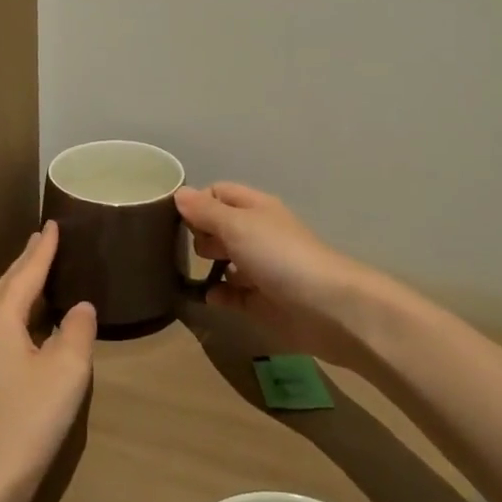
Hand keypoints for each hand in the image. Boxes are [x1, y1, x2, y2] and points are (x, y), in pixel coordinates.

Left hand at [0, 222, 95, 501]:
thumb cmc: (24, 423)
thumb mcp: (65, 373)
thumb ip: (78, 332)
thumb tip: (80, 308)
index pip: (26, 273)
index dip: (43, 249)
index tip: (52, 223)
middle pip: (4, 287)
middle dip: (25, 264)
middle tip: (42, 241)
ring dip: (17, 290)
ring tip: (34, 277)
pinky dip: (12, 317)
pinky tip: (22, 331)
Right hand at [174, 183, 385, 369]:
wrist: (328, 308)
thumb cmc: (280, 256)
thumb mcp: (237, 226)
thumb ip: (206, 212)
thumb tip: (179, 193)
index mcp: (255, 208)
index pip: (219, 193)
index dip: (197, 202)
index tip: (174, 219)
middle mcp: (258, 234)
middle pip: (221, 226)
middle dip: (200, 234)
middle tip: (186, 247)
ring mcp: (262, 269)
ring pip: (227, 261)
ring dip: (208, 266)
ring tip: (188, 271)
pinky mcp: (263, 302)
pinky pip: (234, 295)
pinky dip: (220, 295)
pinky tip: (209, 298)